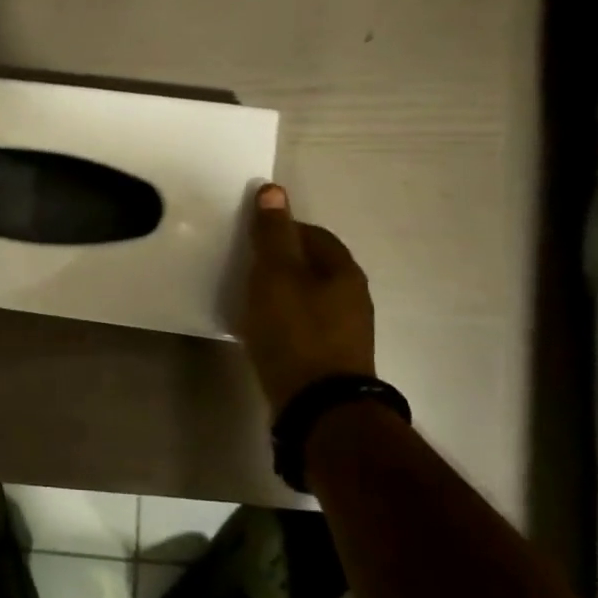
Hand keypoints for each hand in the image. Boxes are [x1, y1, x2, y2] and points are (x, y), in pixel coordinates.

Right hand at [237, 183, 375, 408]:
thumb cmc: (295, 331)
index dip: (279, 230)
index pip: (312, 233)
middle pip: (312, 265)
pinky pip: (305, 325)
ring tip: (249, 301)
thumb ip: (272, 234)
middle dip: (280, 262)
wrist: (318, 406)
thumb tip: (273, 190)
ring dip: (281, 293)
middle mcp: (353, 296)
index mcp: (343, 270)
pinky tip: (264, 331)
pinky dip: (284, 320)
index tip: (249, 242)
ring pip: (309, 296)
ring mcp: (346, 330)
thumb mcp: (275, 275)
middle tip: (244, 270)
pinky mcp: (333, 358)